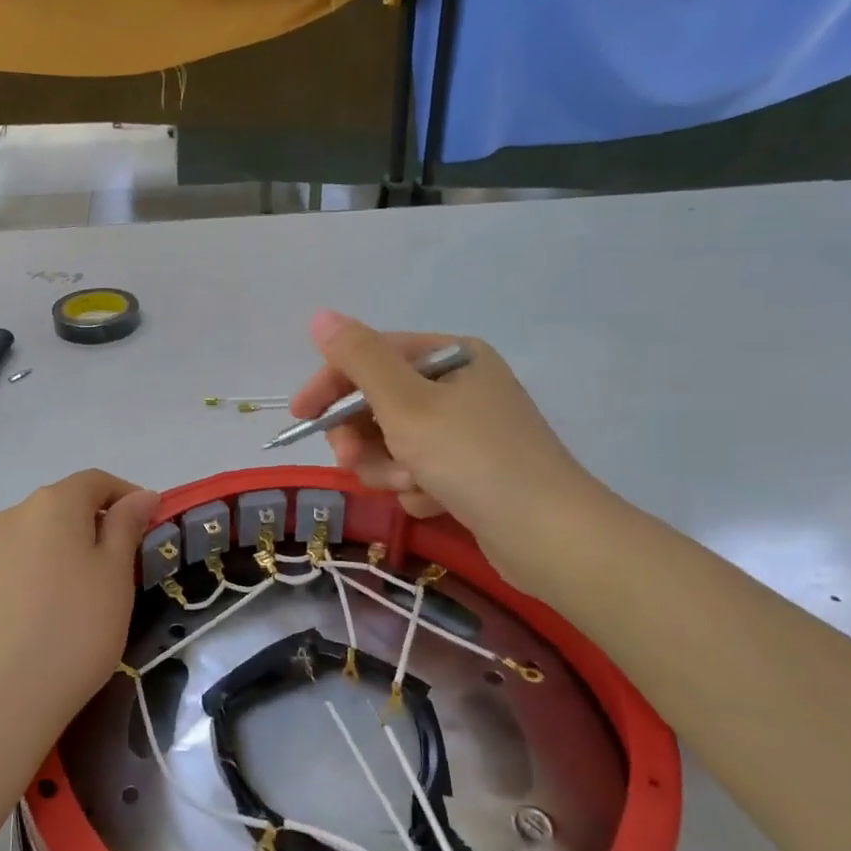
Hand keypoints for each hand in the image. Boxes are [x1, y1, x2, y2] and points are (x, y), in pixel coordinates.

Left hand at [0, 470, 158, 763]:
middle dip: (89, 530)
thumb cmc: (72, 632)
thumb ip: (127, 527)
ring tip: (71, 606)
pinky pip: (4, 573)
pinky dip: (26, 585)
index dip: (125, 497)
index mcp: (53, 505)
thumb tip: (140, 494)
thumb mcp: (115, 577)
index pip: (95, 481)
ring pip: (29, 542)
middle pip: (59, 509)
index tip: (146, 527)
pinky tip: (32, 627)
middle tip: (113, 574)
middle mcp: (10, 516)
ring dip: (55, 557)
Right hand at [290, 311, 610, 590]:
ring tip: (409, 486)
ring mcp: (469, 432)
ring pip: (395, 443)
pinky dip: (417, 487)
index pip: (373, 357)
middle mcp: (462, 386)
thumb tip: (321, 314)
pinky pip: (420, 472)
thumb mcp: (406, 404)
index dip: (332, 385)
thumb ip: (359, 359)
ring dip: (389, 467)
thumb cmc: (472, 458)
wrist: (548, 536)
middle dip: (364, 437)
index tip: (302, 417)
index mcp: (452, 357)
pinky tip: (435, 502)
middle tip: (352, 462)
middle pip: (381, 403)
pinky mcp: (472, 472)